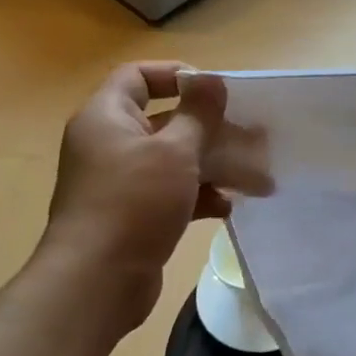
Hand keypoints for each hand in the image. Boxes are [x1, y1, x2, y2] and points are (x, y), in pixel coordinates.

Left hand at [38, 63, 270, 329]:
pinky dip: (200, 195)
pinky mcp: (134, 213)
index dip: (177, 75)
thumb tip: (212, 79)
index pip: (138, 76)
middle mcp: (110, 143)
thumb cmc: (135, 202)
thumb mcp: (175, 151)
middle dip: (213, 129)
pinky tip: (228, 206)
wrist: (98, 279)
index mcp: (107, 117)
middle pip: (166, 120)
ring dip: (215, 165)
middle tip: (254, 137)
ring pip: (175, 159)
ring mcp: (121, 181)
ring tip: (257, 177)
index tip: (217, 91)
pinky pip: (173, 192)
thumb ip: (198, 113)